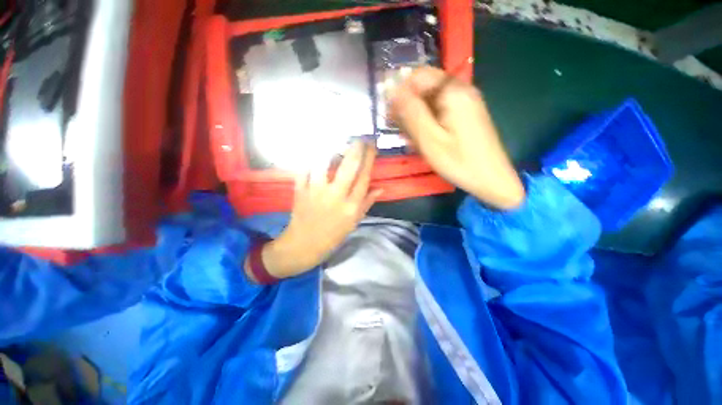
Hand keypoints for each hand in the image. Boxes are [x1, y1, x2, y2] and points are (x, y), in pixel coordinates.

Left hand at [245, 142, 381, 280]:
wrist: (304, 245)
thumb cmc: (333, 235)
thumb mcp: (354, 222)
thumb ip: (366, 203)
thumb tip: (381, 188)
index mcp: (351, 206)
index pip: (364, 177)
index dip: (369, 159)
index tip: (372, 146)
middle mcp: (336, 196)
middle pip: (348, 166)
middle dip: (355, 148)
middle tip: (359, 137)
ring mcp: (317, 192)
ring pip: (324, 164)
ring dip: (332, 151)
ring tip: (336, 144)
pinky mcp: (301, 191)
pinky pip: (305, 170)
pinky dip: (310, 161)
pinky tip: (315, 155)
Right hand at [390, 67, 524, 209]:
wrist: (491, 179)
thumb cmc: (458, 162)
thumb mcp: (429, 139)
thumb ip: (411, 112)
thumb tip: (392, 90)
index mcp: (452, 91)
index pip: (417, 75)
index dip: (400, 92)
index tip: (391, 115)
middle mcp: (461, 90)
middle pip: (424, 87)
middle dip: (408, 107)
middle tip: (402, 132)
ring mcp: (465, 102)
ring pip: (430, 100)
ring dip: (416, 117)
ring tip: (412, 140)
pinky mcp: (465, 114)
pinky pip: (439, 110)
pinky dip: (428, 122)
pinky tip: (424, 140)